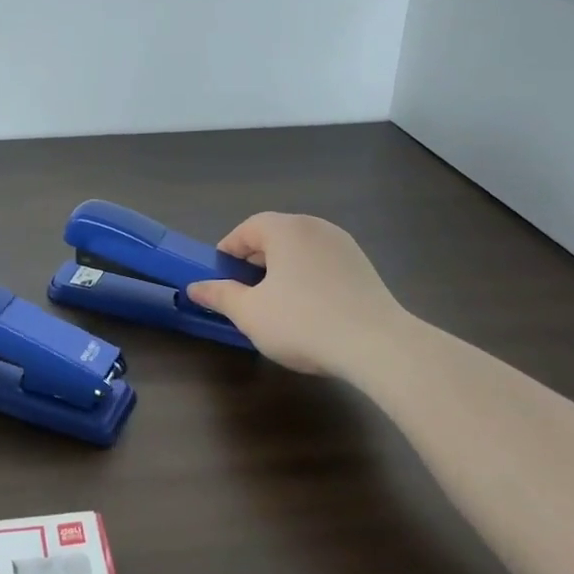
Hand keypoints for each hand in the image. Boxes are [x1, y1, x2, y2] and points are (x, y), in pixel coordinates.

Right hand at [185, 212, 409, 376]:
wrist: (378, 346)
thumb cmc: (303, 322)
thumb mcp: (250, 313)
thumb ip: (220, 295)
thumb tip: (195, 287)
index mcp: (285, 229)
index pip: (247, 229)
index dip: (228, 251)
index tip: (219, 277)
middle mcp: (315, 227)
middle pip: (275, 236)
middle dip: (254, 261)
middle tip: (243, 292)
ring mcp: (344, 245)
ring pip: (300, 251)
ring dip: (281, 270)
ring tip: (274, 303)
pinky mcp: (363, 267)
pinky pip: (323, 264)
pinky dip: (307, 278)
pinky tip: (307, 309)